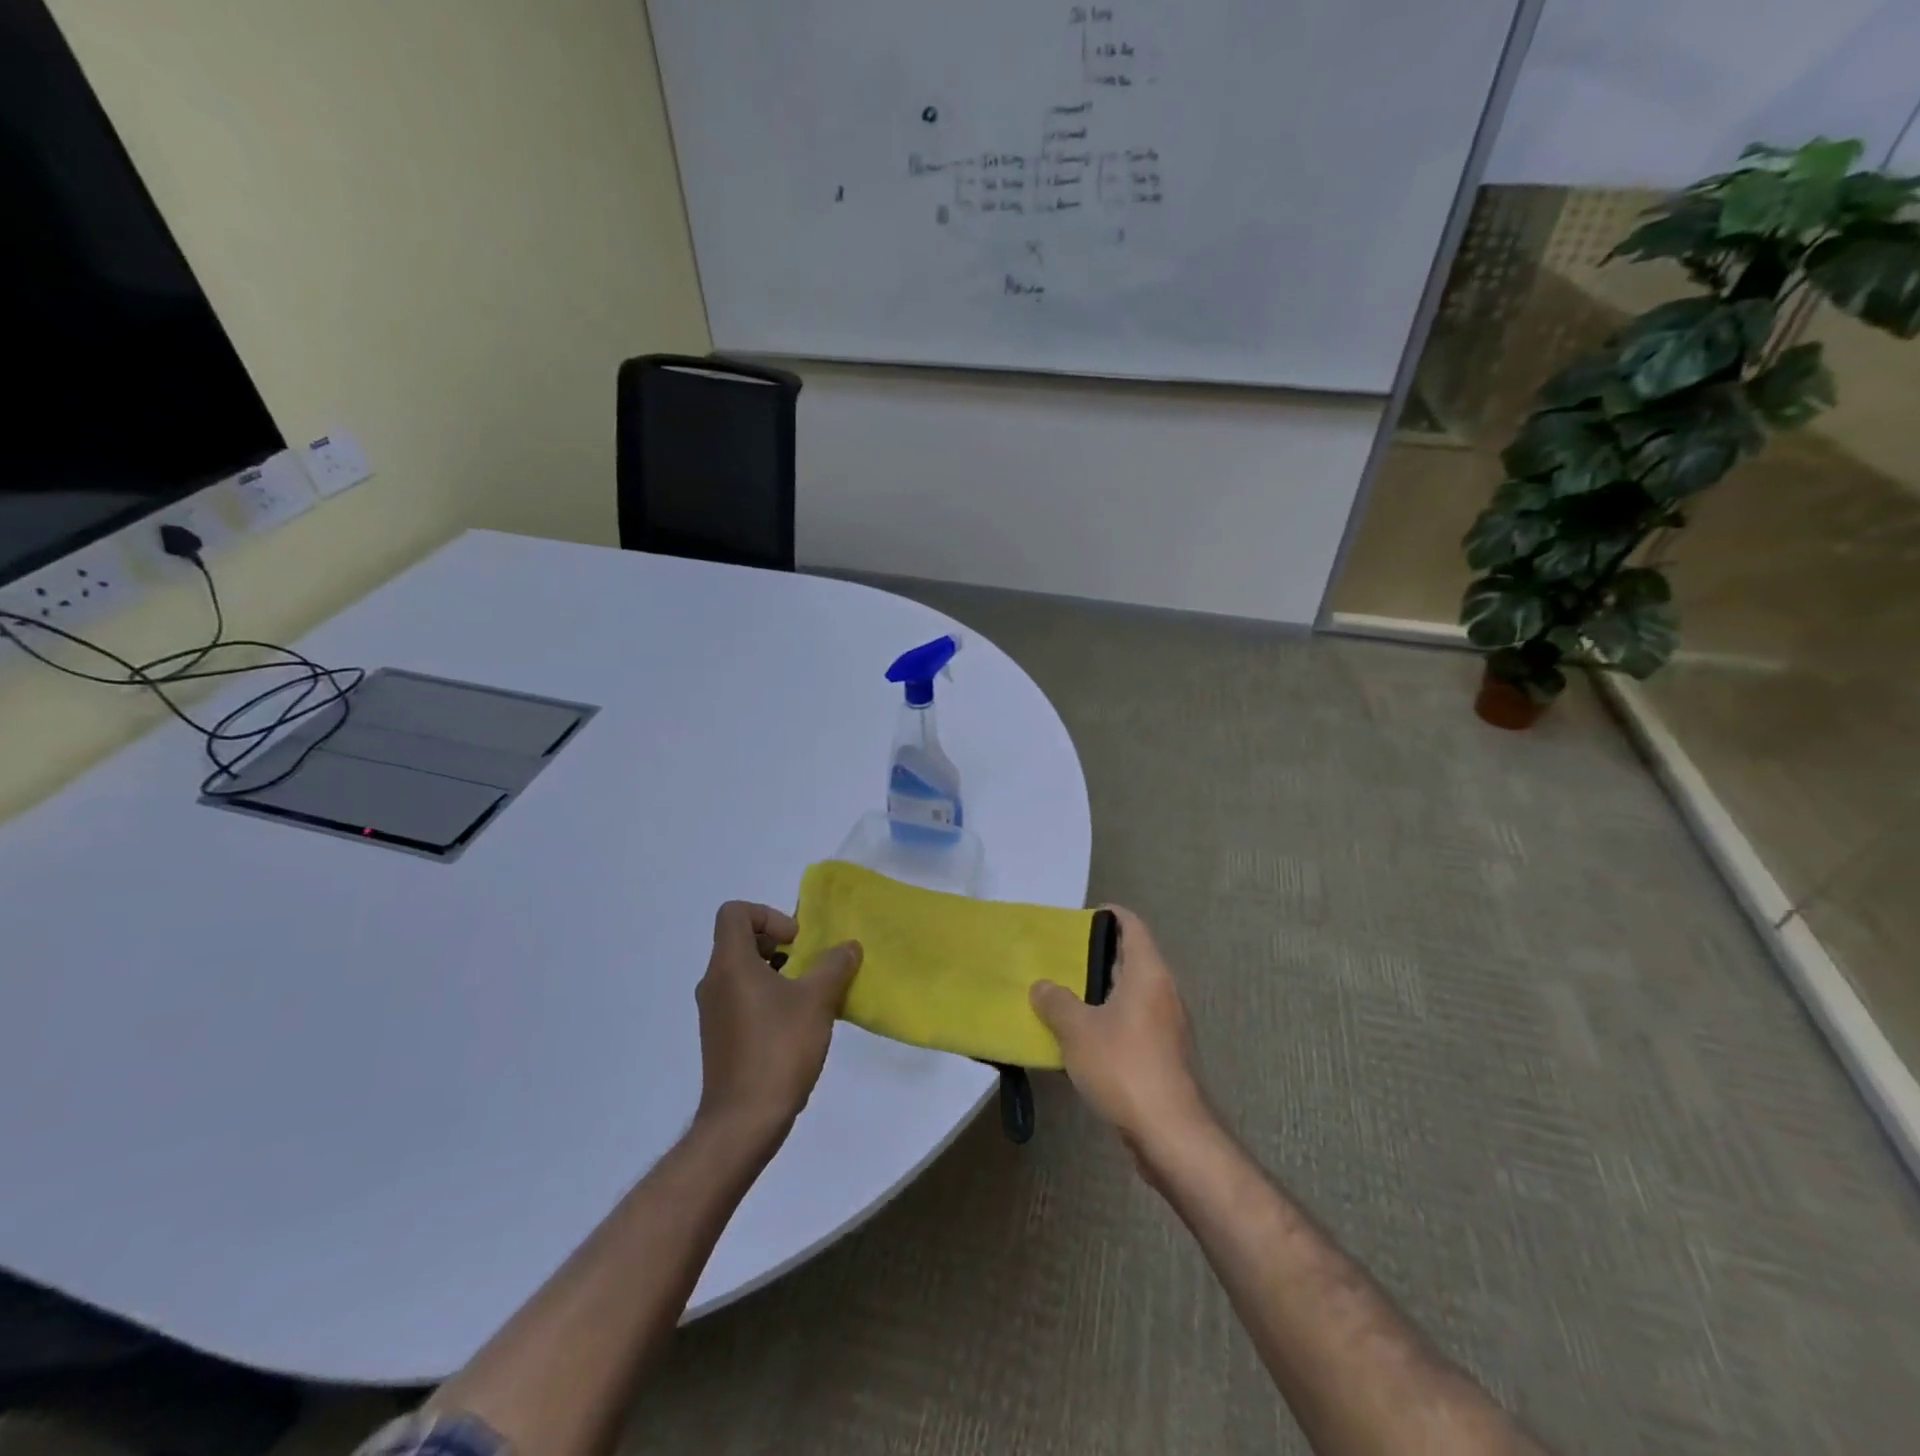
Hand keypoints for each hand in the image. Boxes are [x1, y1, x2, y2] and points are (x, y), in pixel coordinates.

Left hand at [694, 901, 861, 1138]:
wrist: (743, 1121)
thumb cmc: (778, 1049)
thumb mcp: (817, 1000)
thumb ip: (834, 966)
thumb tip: (848, 947)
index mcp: (730, 965)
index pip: (735, 912)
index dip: (768, 915)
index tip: (796, 942)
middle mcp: (714, 982)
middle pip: (739, 940)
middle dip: (778, 944)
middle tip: (808, 964)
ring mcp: (714, 1013)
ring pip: (742, 971)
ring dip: (776, 972)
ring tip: (808, 995)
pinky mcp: (719, 1037)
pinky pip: (742, 998)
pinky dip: (768, 997)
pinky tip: (796, 1024)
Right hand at [1030, 906, 1209, 1162]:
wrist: (1170, 1133)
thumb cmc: (1124, 1067)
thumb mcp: (1077, 1030)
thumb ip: (1056, 1002)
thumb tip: (1042, 986)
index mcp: (1148, 973)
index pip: (1132, 926)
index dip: (1108, 915)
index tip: (1078, 919)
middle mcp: (1163, 992)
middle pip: (1130, 959)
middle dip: (1095, 957)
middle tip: (1058, 959)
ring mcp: (1166, 1025)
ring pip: (1130, 994)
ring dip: (1099, 993)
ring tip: (1062, 997)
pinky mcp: (1164, 1055)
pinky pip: (1132, 1024)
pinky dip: (1108, 1021)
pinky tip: (1080, 1039)